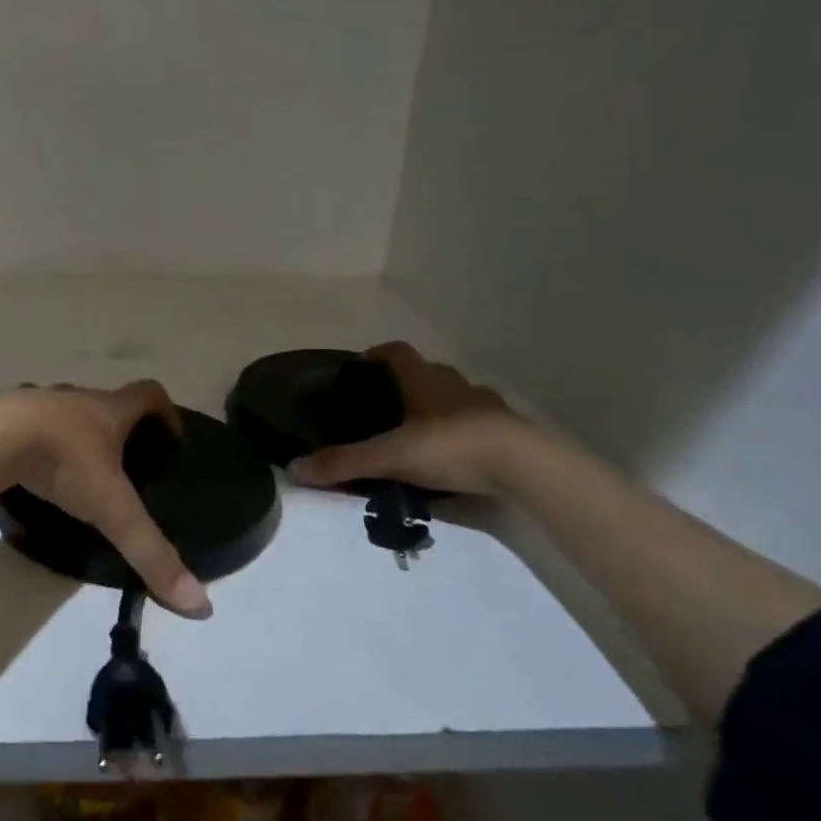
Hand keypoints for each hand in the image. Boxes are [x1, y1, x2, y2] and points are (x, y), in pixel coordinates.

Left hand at [1, 380, 211, 617]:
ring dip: (76, 433)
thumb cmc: (62, 462)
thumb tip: (200, 604)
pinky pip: (30, 421)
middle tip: (125, 466)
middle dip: (120, 429)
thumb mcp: (111, 510)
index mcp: (108, 410)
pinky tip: (32, 468)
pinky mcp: (5, 414)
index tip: (170, 440)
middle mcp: (77, 397)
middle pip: (107, 402)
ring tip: (78, 470)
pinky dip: (38, 439)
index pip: (149, 394)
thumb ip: (151, 553)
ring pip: (66, 411)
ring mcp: (38, 401)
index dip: (166, 413)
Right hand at [288, 342, 522, 496]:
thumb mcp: (391, 457)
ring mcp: (487, 406)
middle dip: (409, 382)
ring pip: (457, 396)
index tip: (361, 365)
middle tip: (388, 404)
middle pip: (428, 372)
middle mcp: (455, 385)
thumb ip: (345, 462)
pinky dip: (466, 430)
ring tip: (422, 431)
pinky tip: (457, 454)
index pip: (397, 352)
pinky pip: (480, 422)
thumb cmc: (452, 447)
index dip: (377, 354)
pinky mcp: (509, 431)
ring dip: (440, 405)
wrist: (526, 466)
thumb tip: (294, 468)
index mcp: (425, 381)